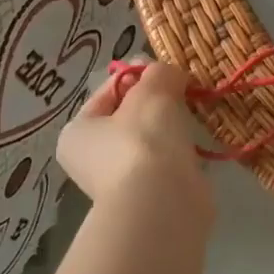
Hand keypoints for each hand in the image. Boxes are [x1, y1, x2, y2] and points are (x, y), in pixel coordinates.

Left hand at [57, 62, 213, 221]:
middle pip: (129, 116)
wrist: (163, 202)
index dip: (138, 75)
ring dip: (171, 128)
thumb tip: (169, 74)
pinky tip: (197, 145)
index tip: (167, 70)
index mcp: (77, 132)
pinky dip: (181, 153)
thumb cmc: (143, 139)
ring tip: (194, 114)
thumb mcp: (152, 90)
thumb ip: (159, 72)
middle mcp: (92, 160)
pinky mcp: (151, 198)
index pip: (108, 91)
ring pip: (151, 141)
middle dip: (158, 102)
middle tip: (185, 90)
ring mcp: (121, 183)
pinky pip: (168, 163)